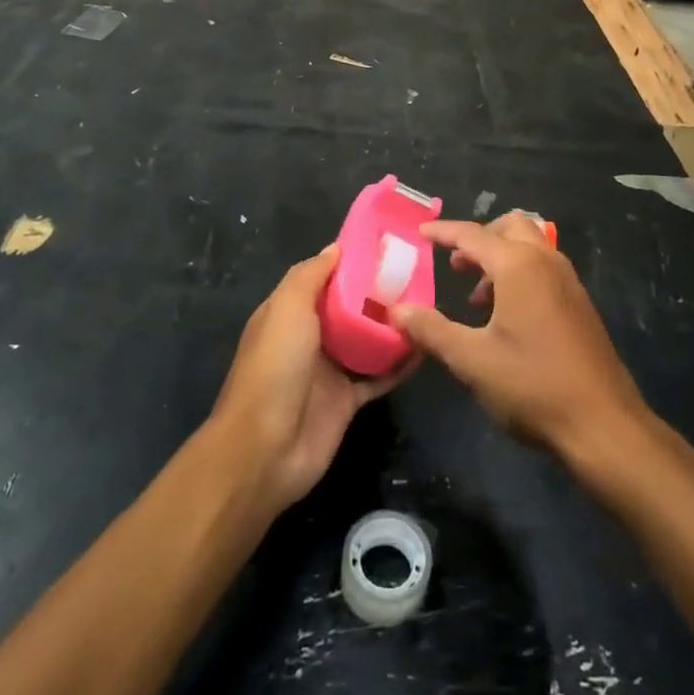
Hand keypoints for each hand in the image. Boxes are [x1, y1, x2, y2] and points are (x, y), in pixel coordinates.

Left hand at [209, 244, 411, 515]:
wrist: (266, 449)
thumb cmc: (275, 367)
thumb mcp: (287, 308)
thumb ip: (310, 275)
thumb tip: (336, 247)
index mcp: (289, 311)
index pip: (323, 277)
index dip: (349, 261)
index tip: (384, 245)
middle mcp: (309, 336)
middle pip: (348, 307)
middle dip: (377, 291)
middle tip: (416, 273)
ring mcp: (330, 369)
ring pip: (367, 339)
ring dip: (392, 325)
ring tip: (427, 304)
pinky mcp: (348, 400)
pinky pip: (379, 375)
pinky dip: (400, 363)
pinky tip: (425, 346)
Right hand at [392, 216, 650, 467]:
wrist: (603, 424)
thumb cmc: (532, 385)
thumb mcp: (472, 360)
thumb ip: (431, 330)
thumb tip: (396, 311)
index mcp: (518, 265)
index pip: (472, 235)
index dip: (443, 233)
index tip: (419, 234)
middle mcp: (546, 261)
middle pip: (509, 228)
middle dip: (479, 239)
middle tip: (455, 265)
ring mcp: (568, 281)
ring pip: (530, 246)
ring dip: (501, 257)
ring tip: (478, 298)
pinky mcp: (580, 303)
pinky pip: (544, 268)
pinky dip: (521, 273)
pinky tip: (508, 317)